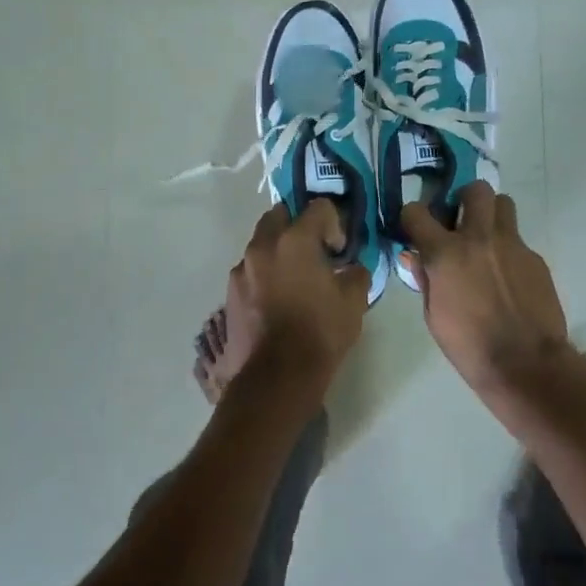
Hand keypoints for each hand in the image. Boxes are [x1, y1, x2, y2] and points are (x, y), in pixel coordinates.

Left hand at [222, 201, 371, 399]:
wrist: (276, 377)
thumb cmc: (320, 333)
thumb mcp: (354, 302)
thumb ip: (356, 274)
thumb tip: (352, 268)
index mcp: (295, 240)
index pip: (319, 207)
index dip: (334, 223)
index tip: (339, 249)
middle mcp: (263, 245)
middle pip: (280, 215)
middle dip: (298, 225)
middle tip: (314, 252)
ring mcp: (242, 269)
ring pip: (261, 243)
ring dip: (278, 251)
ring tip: (294, 280)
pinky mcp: (230, 292)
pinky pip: (250, 271)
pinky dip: (264, 275)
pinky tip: (276, 301)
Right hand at [399, 182, 574, 399]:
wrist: (526, 364)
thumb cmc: (469, 346)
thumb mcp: (434, 316)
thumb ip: (425, 278)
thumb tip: (415, 256)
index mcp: (446, 253)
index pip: (417, 212)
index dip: (413, 217)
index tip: (415, 228)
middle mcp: (479, 238)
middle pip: (475, 190)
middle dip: (464, 199)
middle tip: (461, 221)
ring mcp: (512, 245)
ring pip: (503, 204)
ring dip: (491, 215)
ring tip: (487, 240)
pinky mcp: (535, 258)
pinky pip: (518, 240)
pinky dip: (508, 250)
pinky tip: (507, 277)